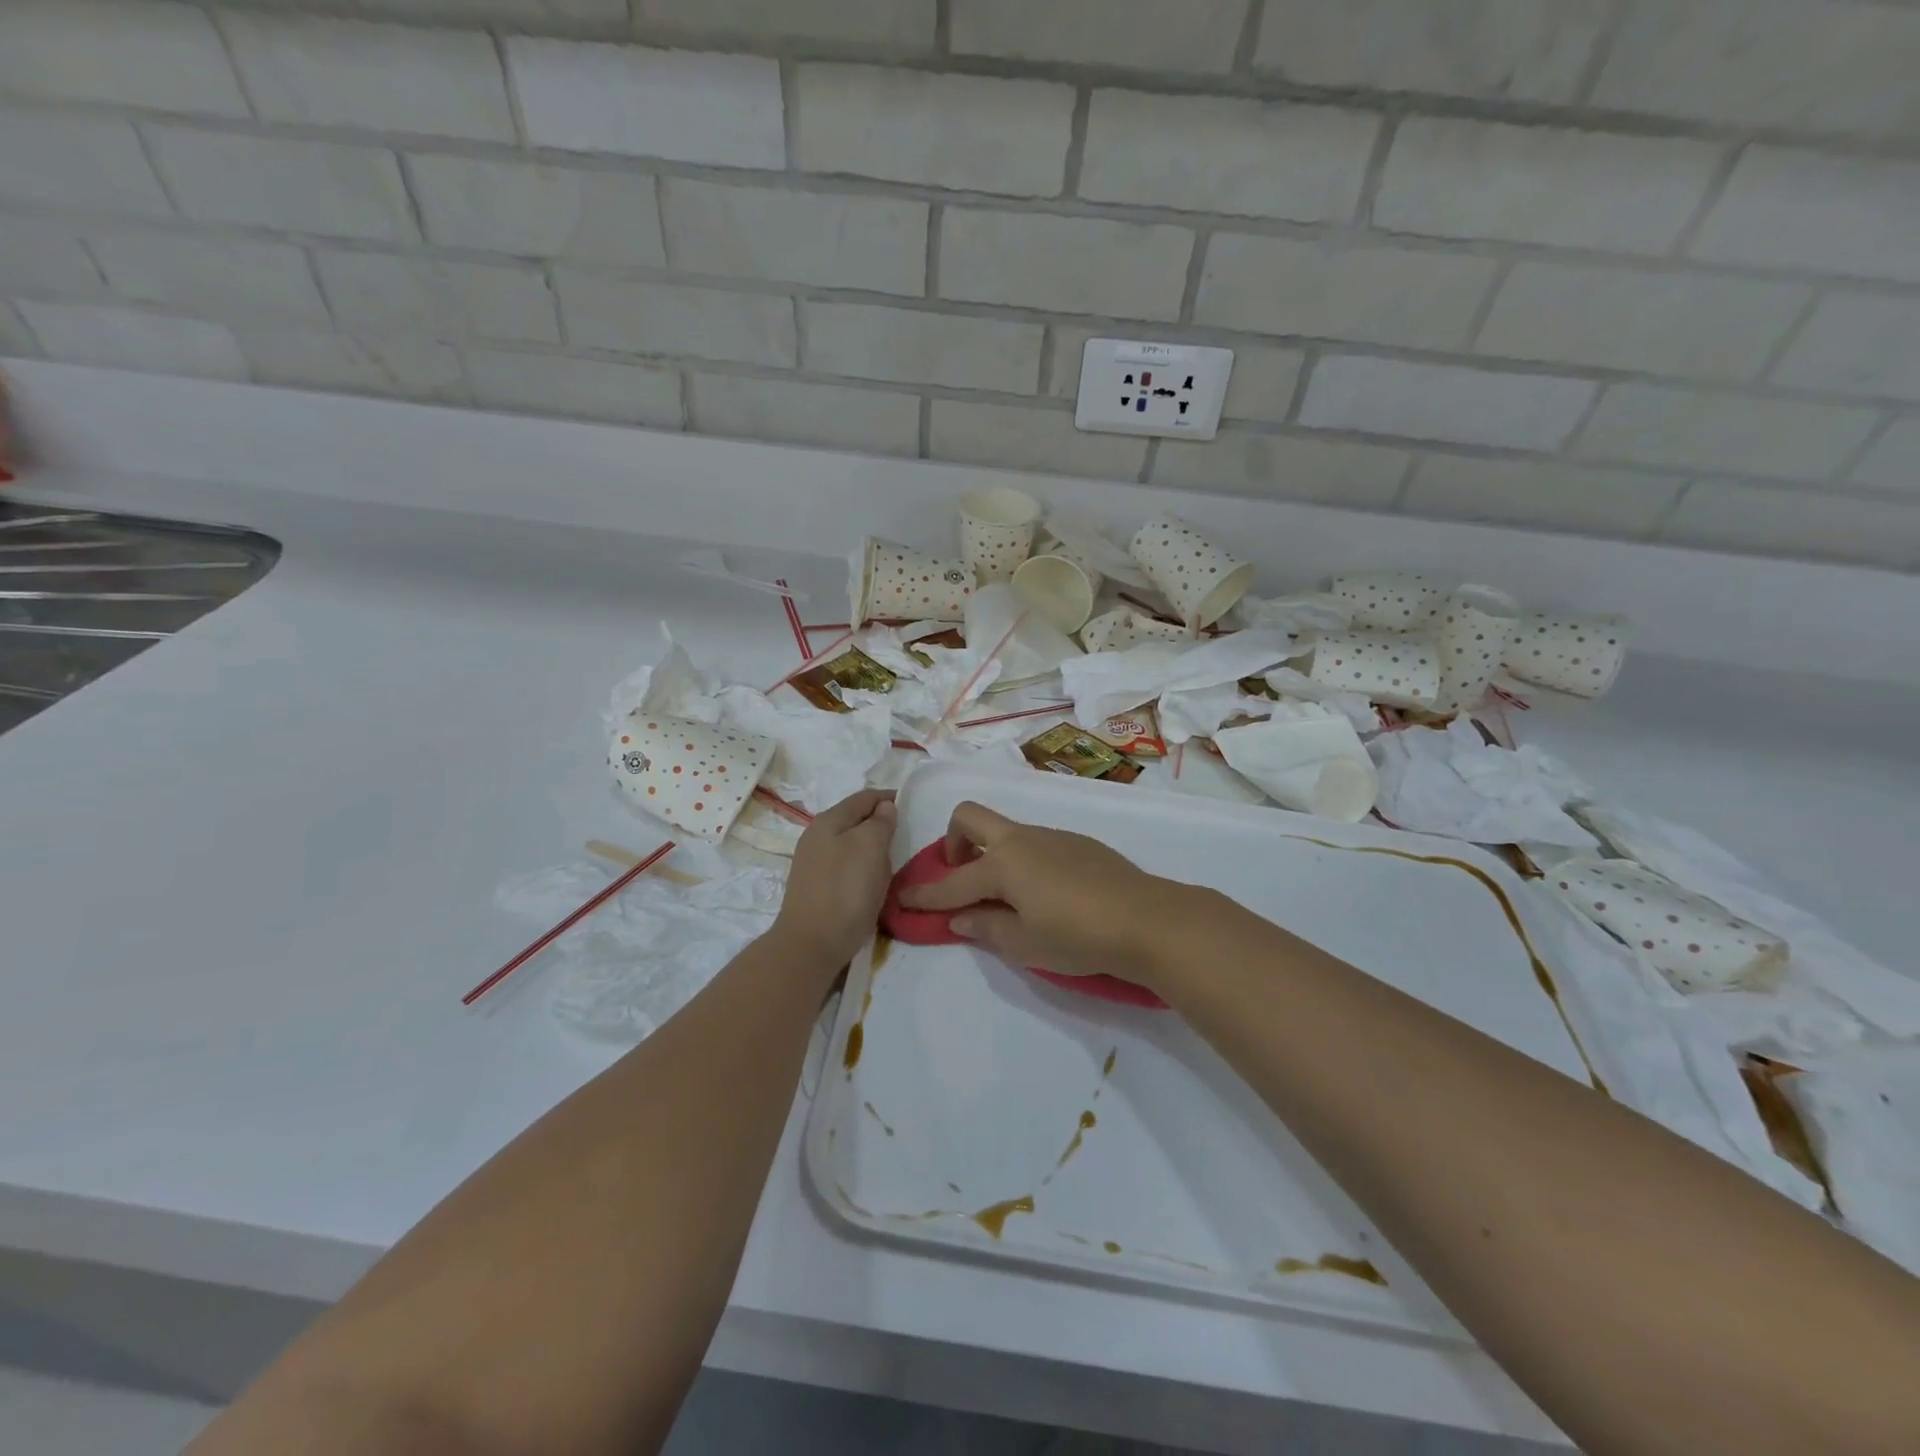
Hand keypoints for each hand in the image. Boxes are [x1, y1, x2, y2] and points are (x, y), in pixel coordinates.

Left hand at [773, 790, 896, 968]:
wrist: (812, 944)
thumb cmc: (846, 889)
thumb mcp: (871, 847)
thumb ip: (880, 822)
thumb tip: (884, 807)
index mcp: (828, 820)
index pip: (864, 797)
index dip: (888, 797)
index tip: (912, 804)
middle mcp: (816, 837)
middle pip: (855, 820)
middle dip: (880, 822)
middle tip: (906, 833)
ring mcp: (813, 863)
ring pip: (850, 844)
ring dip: (871, 846)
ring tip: (893, 858)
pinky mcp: (816, 887)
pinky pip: (845, 866)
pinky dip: (862, 866)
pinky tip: (872, 881)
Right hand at [898, 802, 1201, 992]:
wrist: (1147, 919)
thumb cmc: (1077, 936)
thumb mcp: (1024, 943)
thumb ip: (986, 928)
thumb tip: (960, 917)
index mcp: (1002, 864)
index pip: (952, 882)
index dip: (924, 895)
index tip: (902, 900)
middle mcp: (1022, 840)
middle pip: (970, 817)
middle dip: (953, 842)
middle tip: (961, 877)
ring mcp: (1051, 836)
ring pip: (1006, 832)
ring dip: (992, 854)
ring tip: (1009, 898)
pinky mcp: (1078, 842)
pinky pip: (1035, 843)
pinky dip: (1023, 861)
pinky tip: (1046, 894)